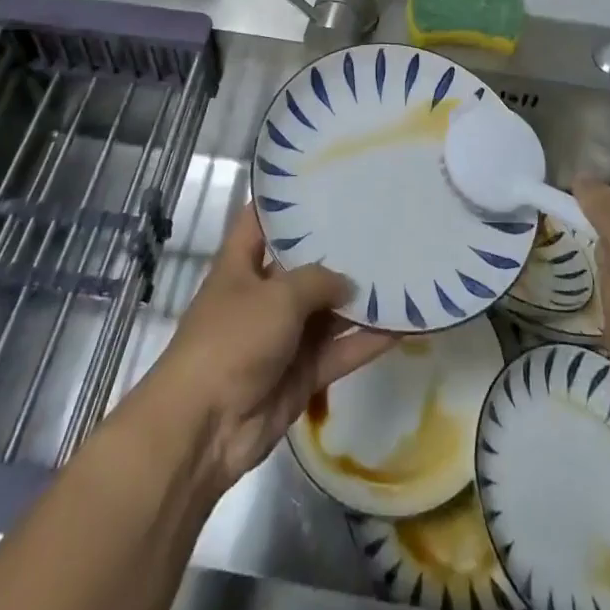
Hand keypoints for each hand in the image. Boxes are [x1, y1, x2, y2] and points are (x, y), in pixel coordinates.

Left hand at [140, 204, 394, 486]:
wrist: (206, 428)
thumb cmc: (232, 340)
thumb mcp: (277, 296)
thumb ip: (318, 281)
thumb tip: (348, 283)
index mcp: (241, 265)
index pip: (260, 220)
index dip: (285, 201)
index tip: (323, 180)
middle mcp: (262, 295)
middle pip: (303, 265)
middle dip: (336, 249)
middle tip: (381, 222)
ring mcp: (284, 337)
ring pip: (327, 311)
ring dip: (359, 298)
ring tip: (402, 268)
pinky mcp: (302, 374)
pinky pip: (339, 351)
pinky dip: (367, 342)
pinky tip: (403, 325)